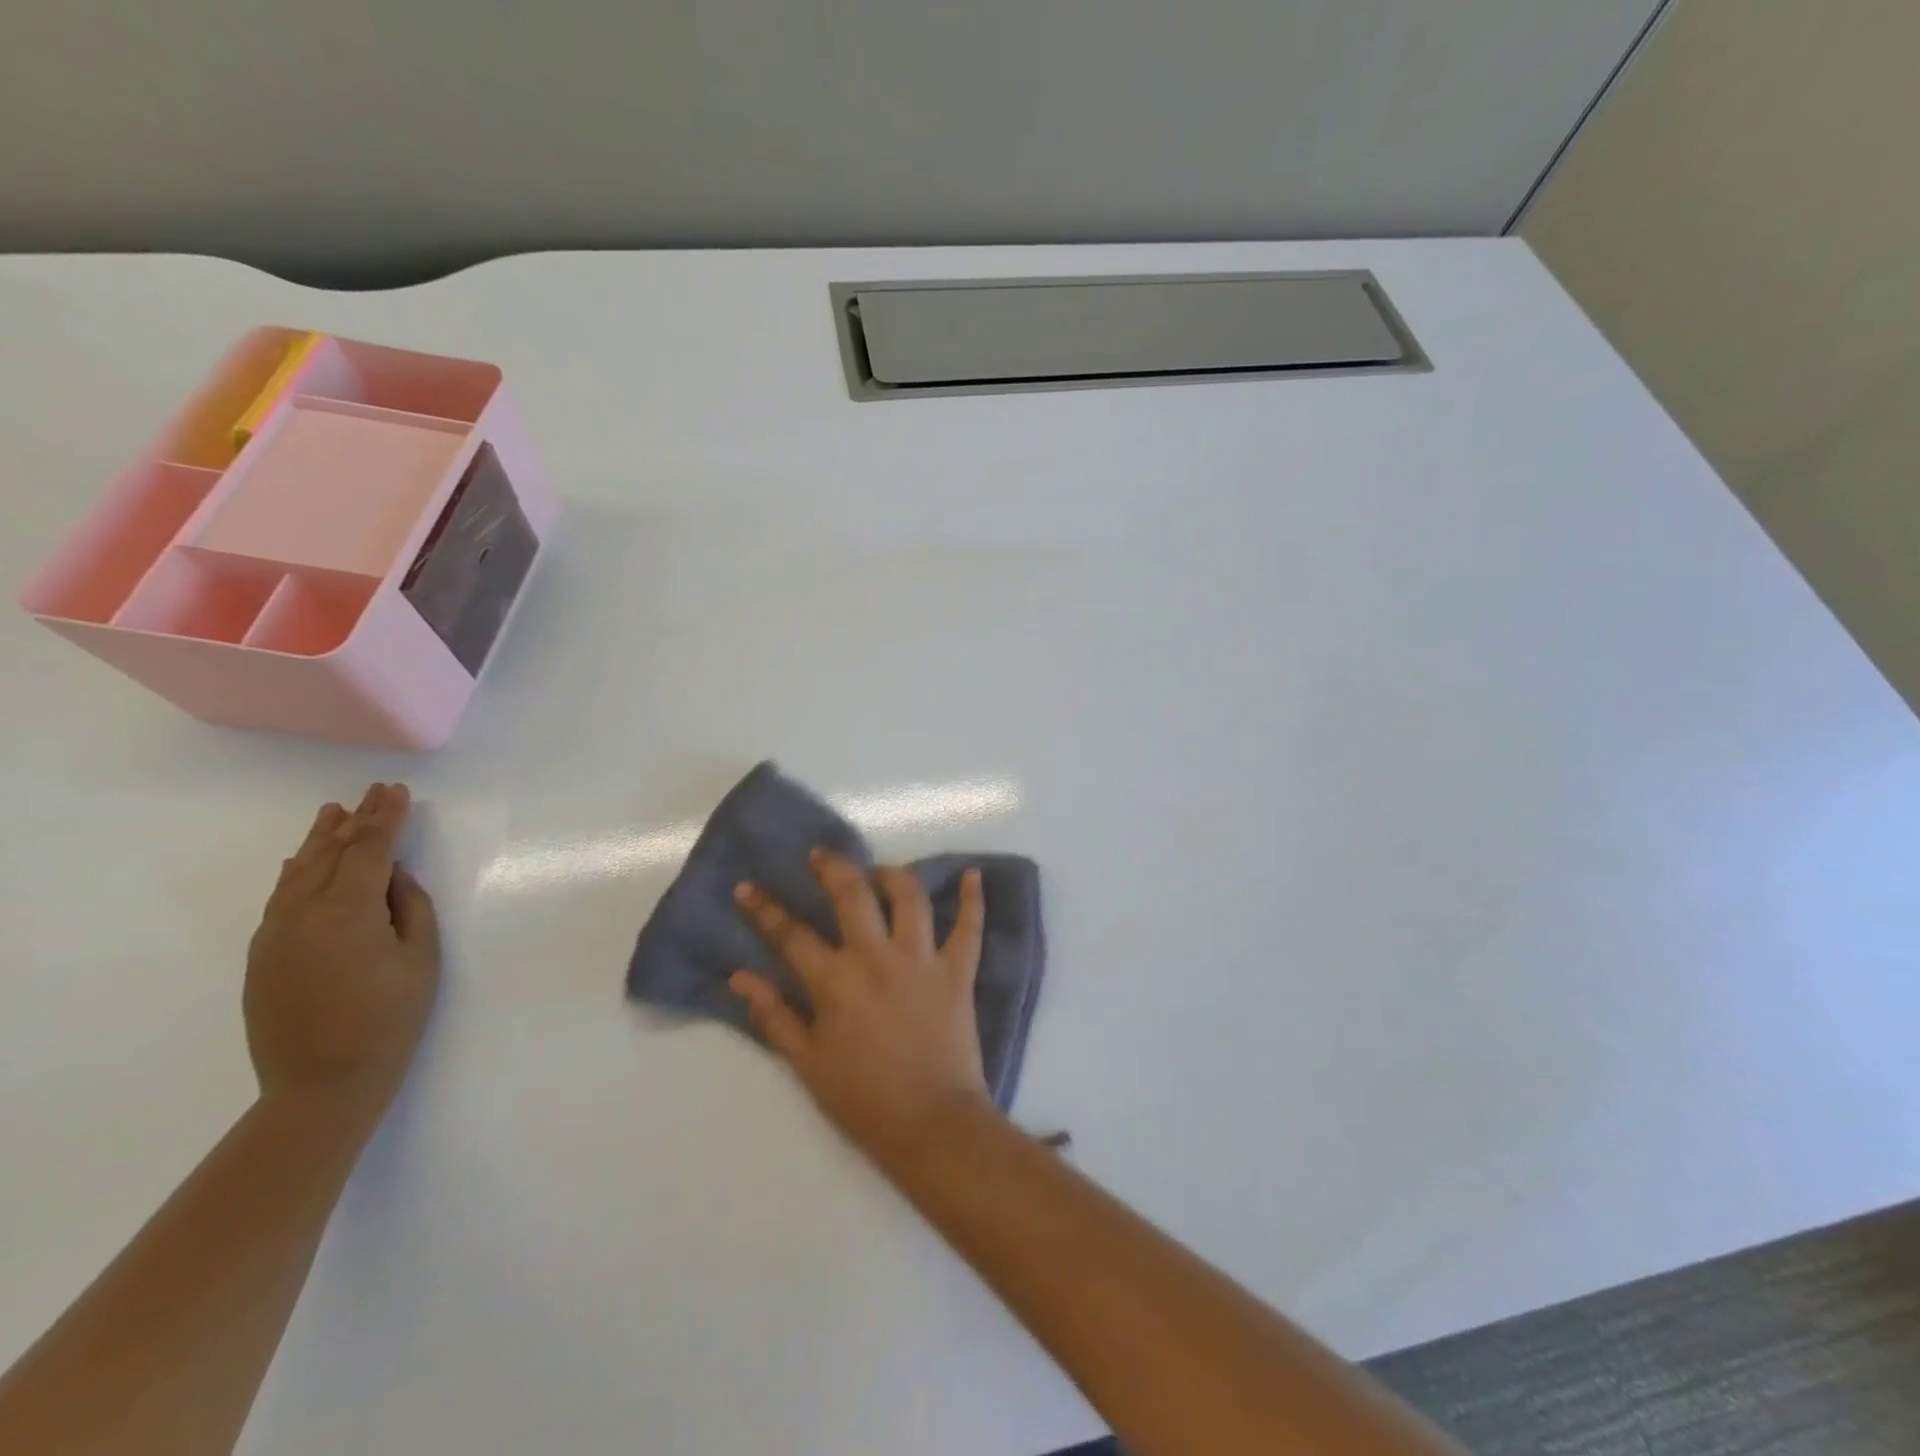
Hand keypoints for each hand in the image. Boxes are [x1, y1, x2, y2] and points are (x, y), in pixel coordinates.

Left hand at [243, 784, 440, 1126]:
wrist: (322, 1083)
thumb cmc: (390, 1017)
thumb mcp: (420, 957)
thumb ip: (409, 906)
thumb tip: (392, 877)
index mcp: (347, 910)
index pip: (369, 849)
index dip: (385, 817)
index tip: (396, 791)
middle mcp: (302, 913)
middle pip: (330, 854)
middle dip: (355, 821)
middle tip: (371, 793)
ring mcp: (275, 935)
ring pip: (298, 873)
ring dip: (319, 841)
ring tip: (332, 813)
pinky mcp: (263, 956)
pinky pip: (281, 898)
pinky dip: (298, 872)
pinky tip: (303, 862)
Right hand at [730, 851, 992, 1168]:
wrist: (931, 1125)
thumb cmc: (863, 1100)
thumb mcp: (807, 1063)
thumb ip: (774, 1015)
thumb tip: (740, 977)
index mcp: (836, 982)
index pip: (792, 935)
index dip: (765, 909)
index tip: (748, 887)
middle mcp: (878, 958)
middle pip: (853, 895)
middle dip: (833, 867)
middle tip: (822, 855)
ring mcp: (923, 960)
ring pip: (910, 898)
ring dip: (893, 876)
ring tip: (880, 872)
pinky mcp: (959, 971)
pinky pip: (970, 927)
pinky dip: (974, 899)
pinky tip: (974, 875)